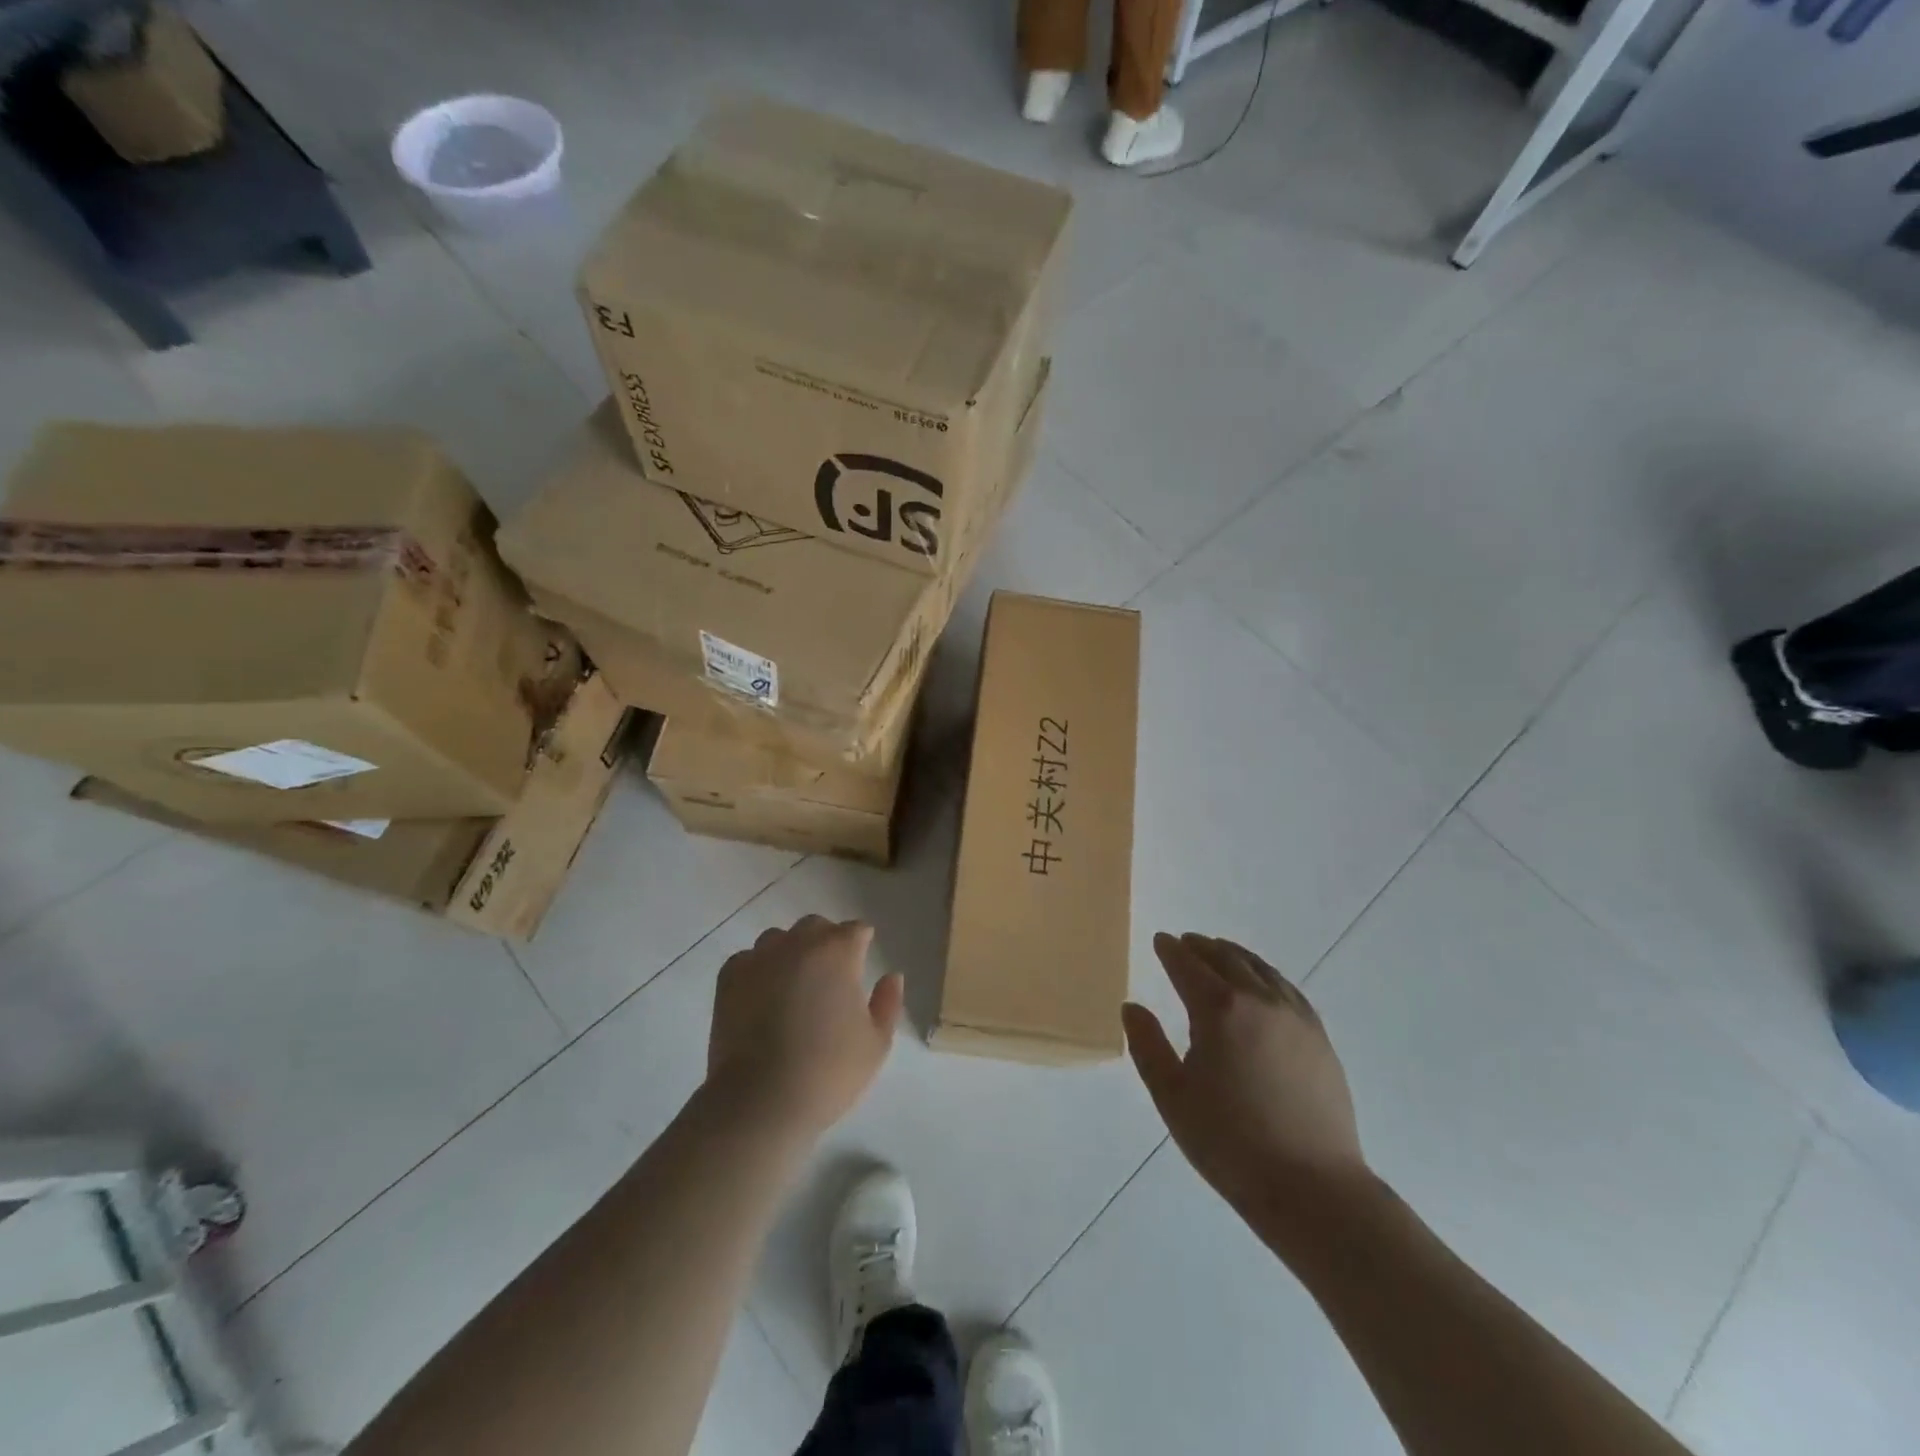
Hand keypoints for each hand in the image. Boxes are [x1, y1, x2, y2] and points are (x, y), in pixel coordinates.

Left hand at [706, 915, 903, 1140]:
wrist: (761, 1100)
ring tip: (793, 986)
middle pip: (816, 926)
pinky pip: (748, 960)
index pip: (856, 930)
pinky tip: (761, 996)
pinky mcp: (729, 978)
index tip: (862, 964)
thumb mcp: (876, 1043)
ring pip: (779, 939)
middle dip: (826, 942)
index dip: (861, 945)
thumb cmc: (828, 1072)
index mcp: (838, 952)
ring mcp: (760, 958)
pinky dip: (757, 970)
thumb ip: (888, 1002)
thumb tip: (892, 976)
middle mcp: (798, 944)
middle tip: (829, 977)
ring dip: (790, 952)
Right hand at [1123, 933, 1368, 1227]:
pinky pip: (1287, 988)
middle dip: (1201, 947)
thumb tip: (1132, 1007)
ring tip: (1220, 952)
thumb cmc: (1230, 1143)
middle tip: (1186, 942)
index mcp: (1218, 1011)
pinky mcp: (1319, 1037)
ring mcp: (1294, 1017)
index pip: (1188, 966)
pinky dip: (1266, 974)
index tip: (1160, 940)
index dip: (1171, 950)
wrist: (1313, 1187)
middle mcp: (1258, 1001)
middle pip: (1226, 959)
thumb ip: (1147, 1046)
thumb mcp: (1172, 1097)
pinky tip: (1263, 984)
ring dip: (1234, 955)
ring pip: (1260, 969)